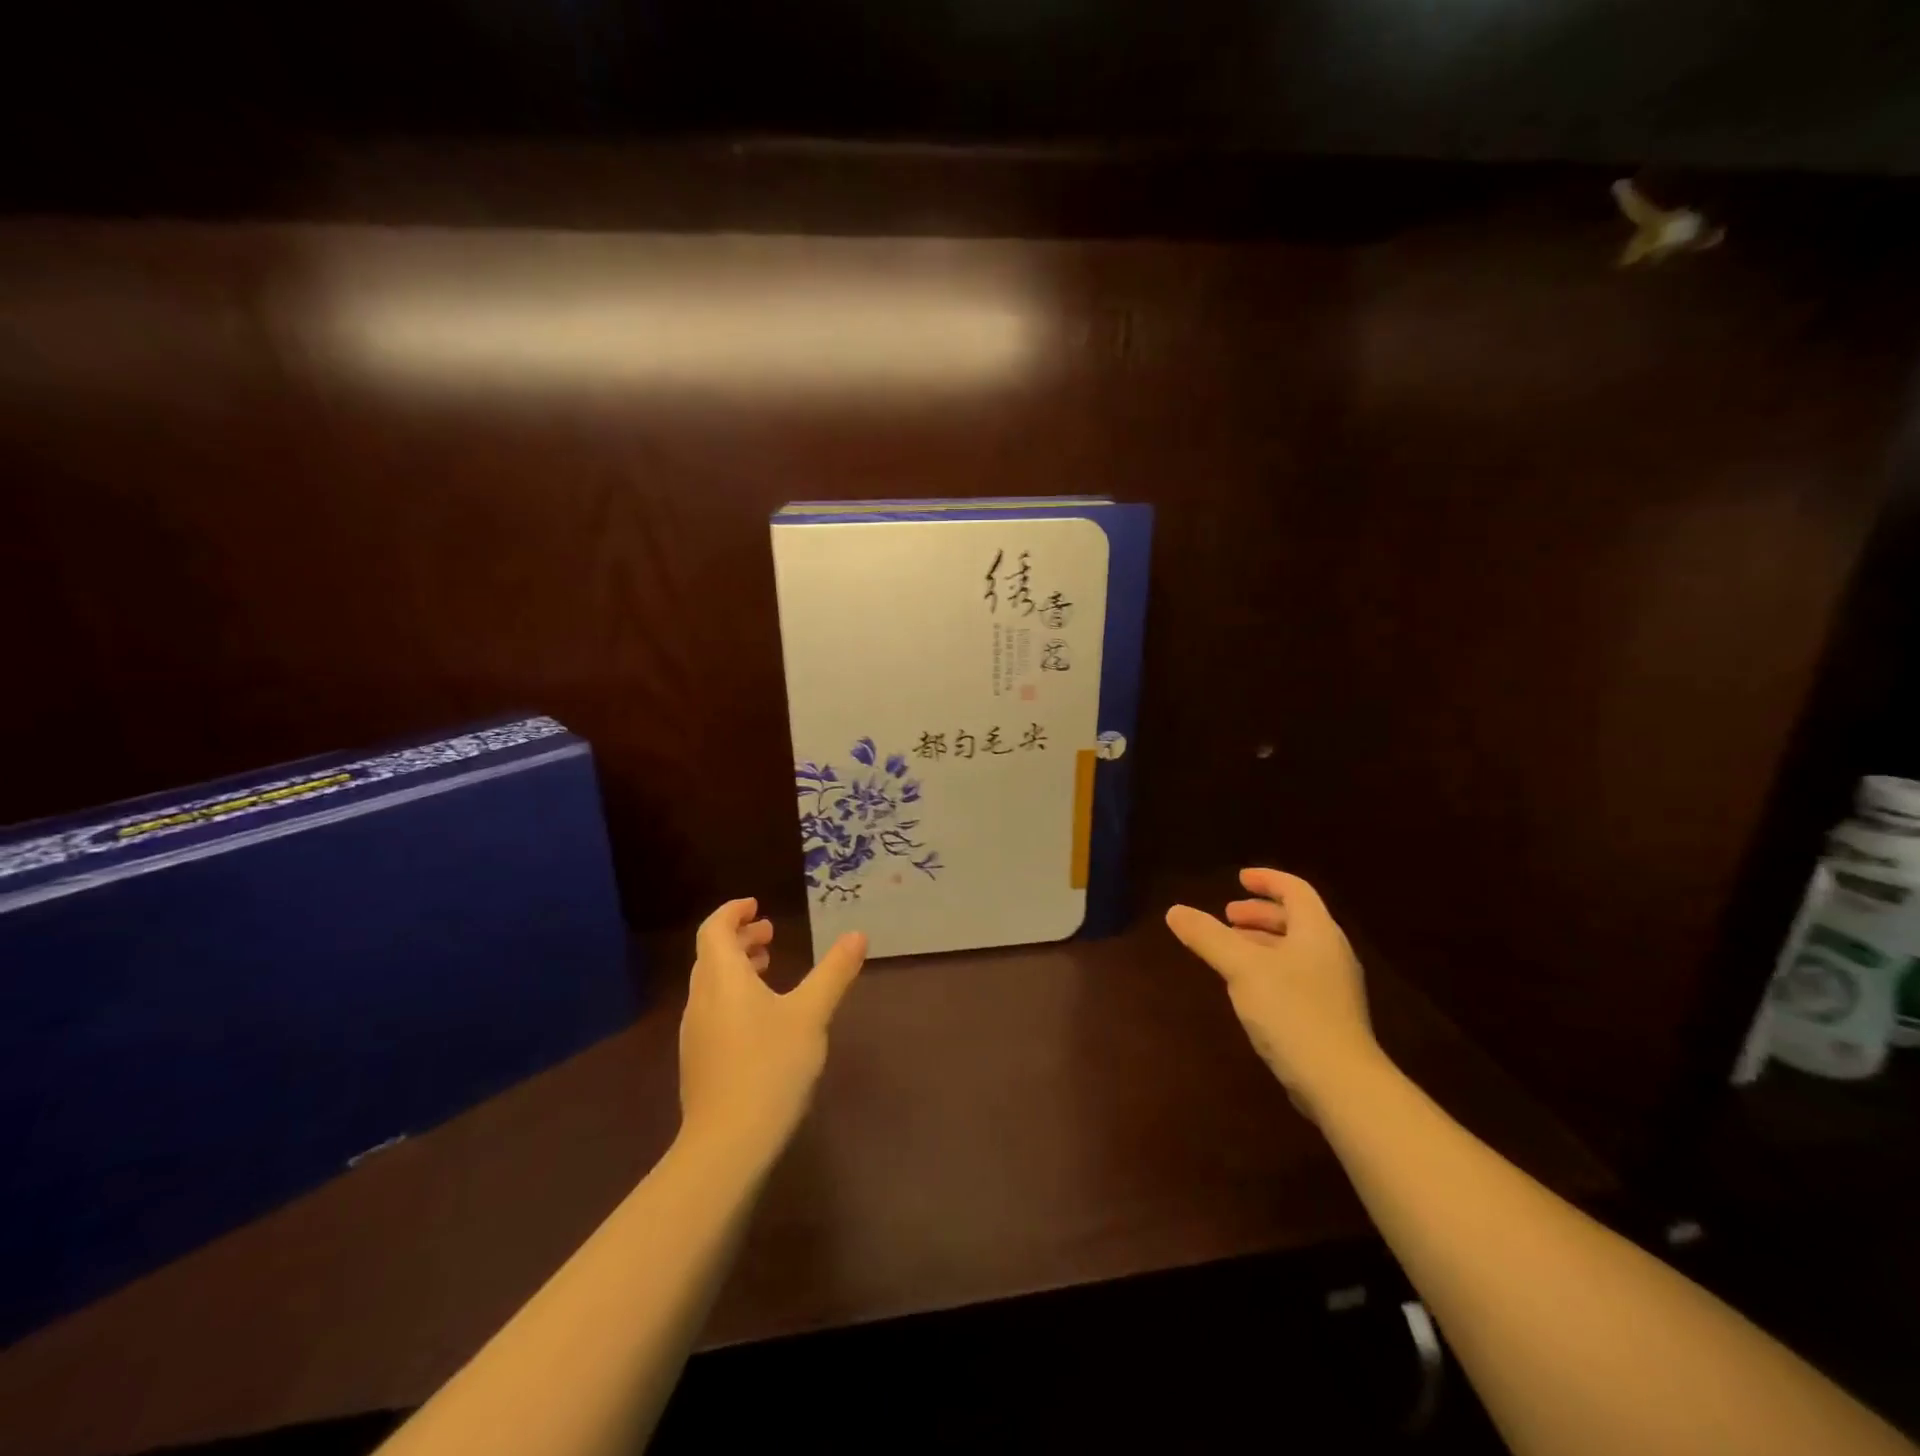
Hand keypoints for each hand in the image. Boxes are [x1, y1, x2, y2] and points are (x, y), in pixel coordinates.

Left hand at [678, 899, 867, 1159]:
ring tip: (768, 968)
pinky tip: (761, 1018)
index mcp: (722, 979)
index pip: (715, 929)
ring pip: (712, 985)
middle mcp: (702, 1000)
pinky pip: (713, 1010)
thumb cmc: (770, 1067)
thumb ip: (834, 973)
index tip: (757, 905)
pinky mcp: (699, 1062)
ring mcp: (695, 1034)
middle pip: (712, 955)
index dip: (733, 912)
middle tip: (770, 934)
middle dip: (740, 938)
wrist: (727, 1144)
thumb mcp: (811, 1014)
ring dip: (737, 968)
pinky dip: (734, 996)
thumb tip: (857, 935)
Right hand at [1165, 869, 1381, 1118]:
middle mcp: (1330, 953)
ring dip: (1262, 942)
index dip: (1267, 880)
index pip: (1295, 890)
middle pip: (1296, 919)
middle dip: (1259, 914)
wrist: (1341, 1083)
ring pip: (1295, 950)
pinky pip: (1296, 976)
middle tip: (1227, 917)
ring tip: (1231, 950)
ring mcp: (1333, 987)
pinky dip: (1270, 968)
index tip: (1239, 878)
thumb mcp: (1242, 968)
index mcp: (1317, 932)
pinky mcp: (1329, 1016)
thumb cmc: (1292, 1012)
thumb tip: (1175, 910)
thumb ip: (1208, 937)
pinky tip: (1248, 988)